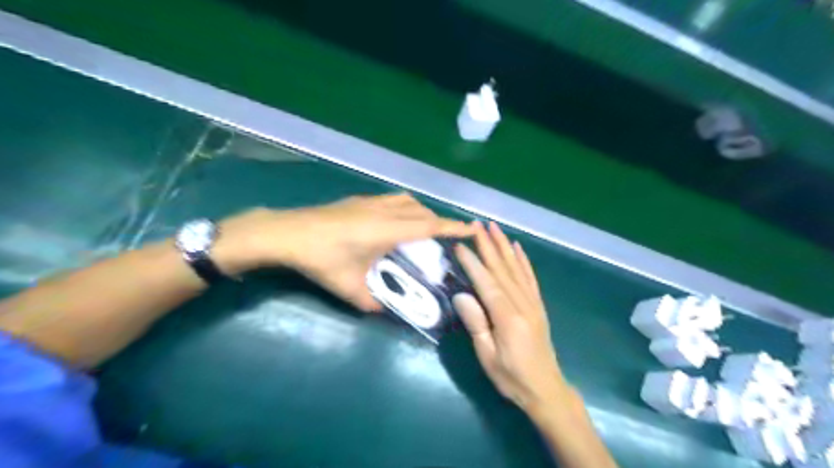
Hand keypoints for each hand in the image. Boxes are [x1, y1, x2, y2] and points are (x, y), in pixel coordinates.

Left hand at [216, 193, 474, 312]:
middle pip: (421, 211)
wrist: (287, 233)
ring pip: (407, 201)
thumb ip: (370, 301)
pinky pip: (391, 200)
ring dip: (420, 212)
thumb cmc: (321, 259)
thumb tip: (381, 310)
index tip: (473, 228)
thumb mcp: (348, 287)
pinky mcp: (357, 201)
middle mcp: (383, 211)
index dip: (453, 228)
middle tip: (442, 240)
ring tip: (420, 230)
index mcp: (387, 230)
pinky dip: (403, 208)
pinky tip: (392, 224)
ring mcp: (369, 202)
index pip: (429, 227)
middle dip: (438, 222)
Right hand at [453, 220, 569, 414]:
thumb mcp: (488, 357)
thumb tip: (462, 295)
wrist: (546, 389)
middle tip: (477, 224)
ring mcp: (533, 303)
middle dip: (488, 245)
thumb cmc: (512, 378)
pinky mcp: (538, 305)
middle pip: (502, 269)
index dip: (473, 262)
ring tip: (494, 227)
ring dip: (504, 245)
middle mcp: (523, 305)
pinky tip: (518, 247)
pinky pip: (530, 277)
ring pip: (516, 268)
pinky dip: (523, 260)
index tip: (460, 245)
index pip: (487, 283)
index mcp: (508, 318)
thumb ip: (476, 325)